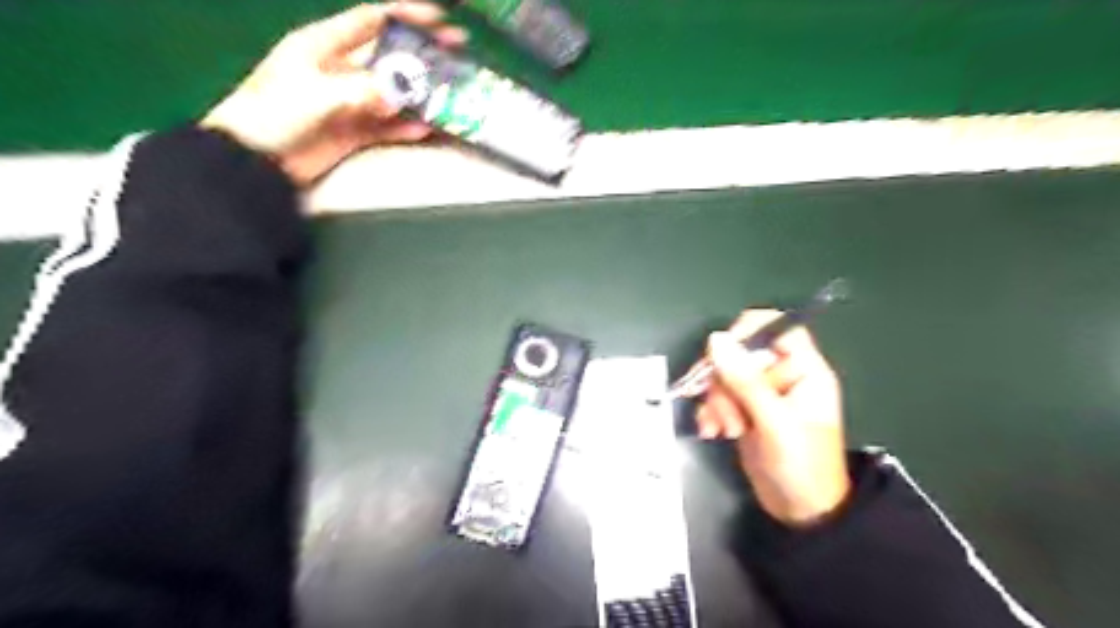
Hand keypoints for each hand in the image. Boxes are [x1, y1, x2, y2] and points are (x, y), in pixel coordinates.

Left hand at [199, 4, 466, 187]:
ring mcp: (350, 102)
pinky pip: (388, 126)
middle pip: (390, 57)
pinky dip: (406, 128)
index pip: (371, 20)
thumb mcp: (314, 95)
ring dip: (421, 97)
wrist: (255, 160)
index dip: (406, 15)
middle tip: (457, 57)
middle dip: (423, 57)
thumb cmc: (272, 114)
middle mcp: (341, 70)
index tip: (440, 20)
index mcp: (324, 45)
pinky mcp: (354, 131)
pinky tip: (425, 129)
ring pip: (394, 94)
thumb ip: (359, 91)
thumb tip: (400, 95)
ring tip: (450, 98)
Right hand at [693, 312, 848, 525]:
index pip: (778, 327)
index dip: (750, 331)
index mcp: (804, 370)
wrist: (800, 511)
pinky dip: (711, 411)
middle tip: (724, 410)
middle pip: (741, 353)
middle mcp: (782, 375)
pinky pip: (719, 396)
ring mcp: (762, 393)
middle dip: (725, 381)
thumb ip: (745, 380)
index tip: (723, 351)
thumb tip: (716, 340)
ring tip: (722, 429)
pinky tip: (711, 431)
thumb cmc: (801, 466)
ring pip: (725, 375)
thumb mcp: (774, 422)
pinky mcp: (745, 409)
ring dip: (716, 401)